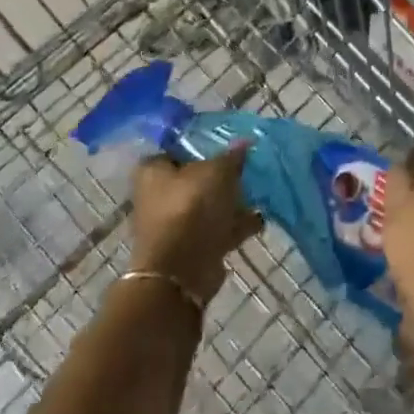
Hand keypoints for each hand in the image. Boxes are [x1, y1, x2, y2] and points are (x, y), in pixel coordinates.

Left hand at [128, 144, 264, 306]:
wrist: (182, 272)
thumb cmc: (191, 208)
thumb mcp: (217, 171)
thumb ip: (231, 156)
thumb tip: (244, 143)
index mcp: (153, 171)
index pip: (177, 148)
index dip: (201, 144)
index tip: (226, 142)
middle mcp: (158, 196)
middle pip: (194, 177)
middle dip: (220, 175)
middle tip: (247, 165)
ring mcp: (174, 224)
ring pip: (208, 204)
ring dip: (231, 201)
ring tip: (260, 190)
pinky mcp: (191, 247)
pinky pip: (217, 228)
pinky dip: (236, 224)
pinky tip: (260, 217)